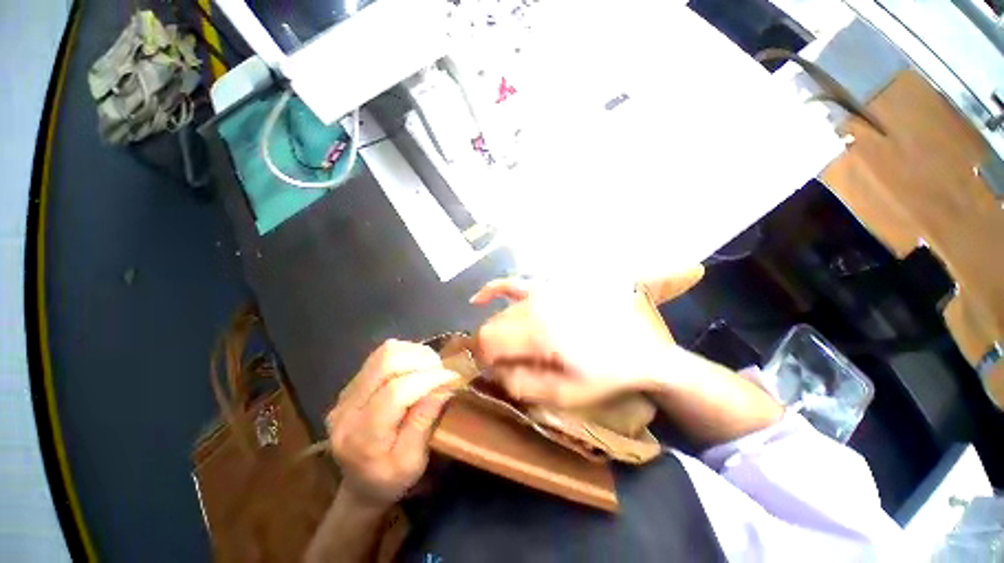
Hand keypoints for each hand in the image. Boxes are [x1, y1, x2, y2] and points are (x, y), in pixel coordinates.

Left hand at [326, 340, 460, 510]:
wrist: (359, 485)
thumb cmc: (390, 481)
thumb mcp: (414, 462)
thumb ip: (424, 422)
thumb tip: (443, 386)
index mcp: (361, 438)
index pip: (395, 392)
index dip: (428, 379)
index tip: (453, 377)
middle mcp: (346, 410)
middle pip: (386, 363)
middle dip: (422, 360)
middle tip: (442, 370)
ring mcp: (345, 394)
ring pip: (384, 353)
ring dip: (415, 354)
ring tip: (432, 368)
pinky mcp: (351, 384)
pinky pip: (380, 355)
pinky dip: (405, 354)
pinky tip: (417, 367)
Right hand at [471, 278, 674, 407]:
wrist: (638, 350)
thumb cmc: (603, 375)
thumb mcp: (563, 394)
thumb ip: (520, 384)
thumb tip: (493, 371)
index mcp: (538, 331)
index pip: (489, 341)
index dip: (484, 361)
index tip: (494, 374)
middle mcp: (536, 304)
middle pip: (493, 326)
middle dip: (492, 349)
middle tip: (507, 366)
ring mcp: (543, 292)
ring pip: (501, 312)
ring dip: (499, 332)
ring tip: (514, 349)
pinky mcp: (550, 288)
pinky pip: (513, 284)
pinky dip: (493, 291)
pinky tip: (479, 299)